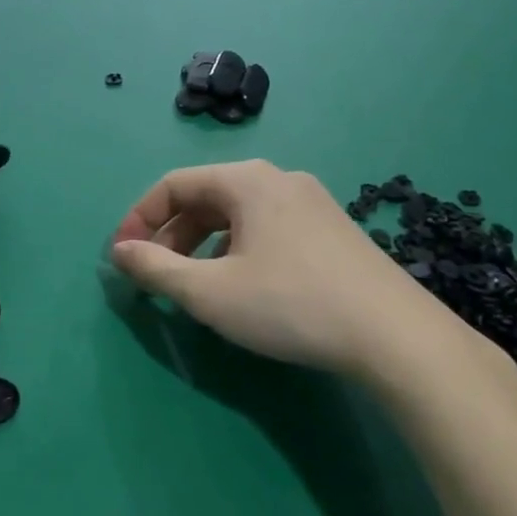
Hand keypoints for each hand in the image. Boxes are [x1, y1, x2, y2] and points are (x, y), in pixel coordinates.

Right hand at [109, 160, 471, 384]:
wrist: (396, 337)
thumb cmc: (290, 304)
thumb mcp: (209, 292)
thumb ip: (155, 268)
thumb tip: (119, 251)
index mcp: (246, 180)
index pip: (173, 185)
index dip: (139, 218)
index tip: (122, 256)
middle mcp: (278, 179)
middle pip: (206, 197)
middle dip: (171, 235)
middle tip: (155, 275)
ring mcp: (312, 202)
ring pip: (237, 214)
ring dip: (203, 244)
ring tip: (195, 285)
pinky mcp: (333, 230)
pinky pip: (267, 227)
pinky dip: (238, 249)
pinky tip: (243, 286)